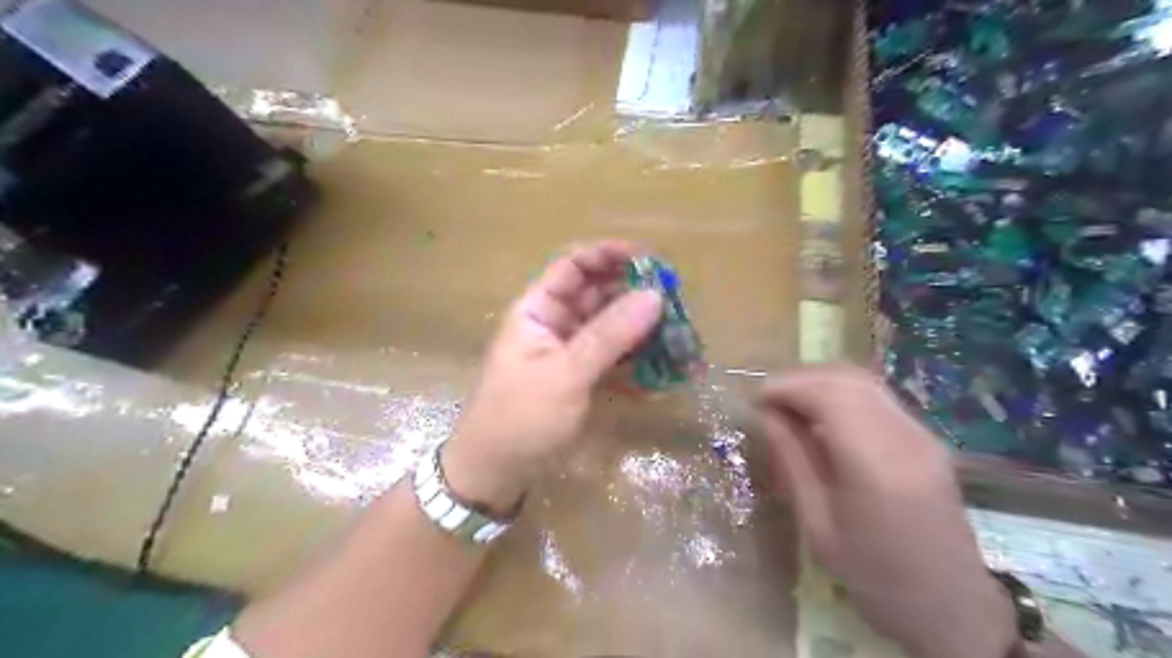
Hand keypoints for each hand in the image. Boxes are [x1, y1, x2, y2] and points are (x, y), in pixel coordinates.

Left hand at [441, 243, 663, 515]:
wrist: (497, 472)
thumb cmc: (522, 416)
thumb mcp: (565, 373)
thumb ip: (610, 334)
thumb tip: (655, 295)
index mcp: (539, 309)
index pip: (575, 265)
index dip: (610, 254)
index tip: (652, 259)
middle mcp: (556, 323)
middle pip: (599, 294)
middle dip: (635, 294)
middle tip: (677, 301)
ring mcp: (572, 351)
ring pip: (612, 326)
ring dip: (643, 328)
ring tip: (680, 334)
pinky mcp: (584, 377)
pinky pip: (615, 357)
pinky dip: (638, 359)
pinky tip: (666, 367)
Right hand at [761, 365, 1018, 657]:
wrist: (952, 609)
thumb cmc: (876, 579)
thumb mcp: (819, 528)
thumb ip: (794, 463)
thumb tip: (767, 417)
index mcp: (878, 465)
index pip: (829, 396)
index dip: (787, 387)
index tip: (753, 398)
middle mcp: (906, 437)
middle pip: (848, 380)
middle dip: (800, 379)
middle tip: (767, 399)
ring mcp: (923, 435)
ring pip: (864, 382)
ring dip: (821, 382)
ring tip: (788, 403)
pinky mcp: (927, 439)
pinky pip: (877, 397)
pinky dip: (841, 393)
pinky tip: (820, 415)